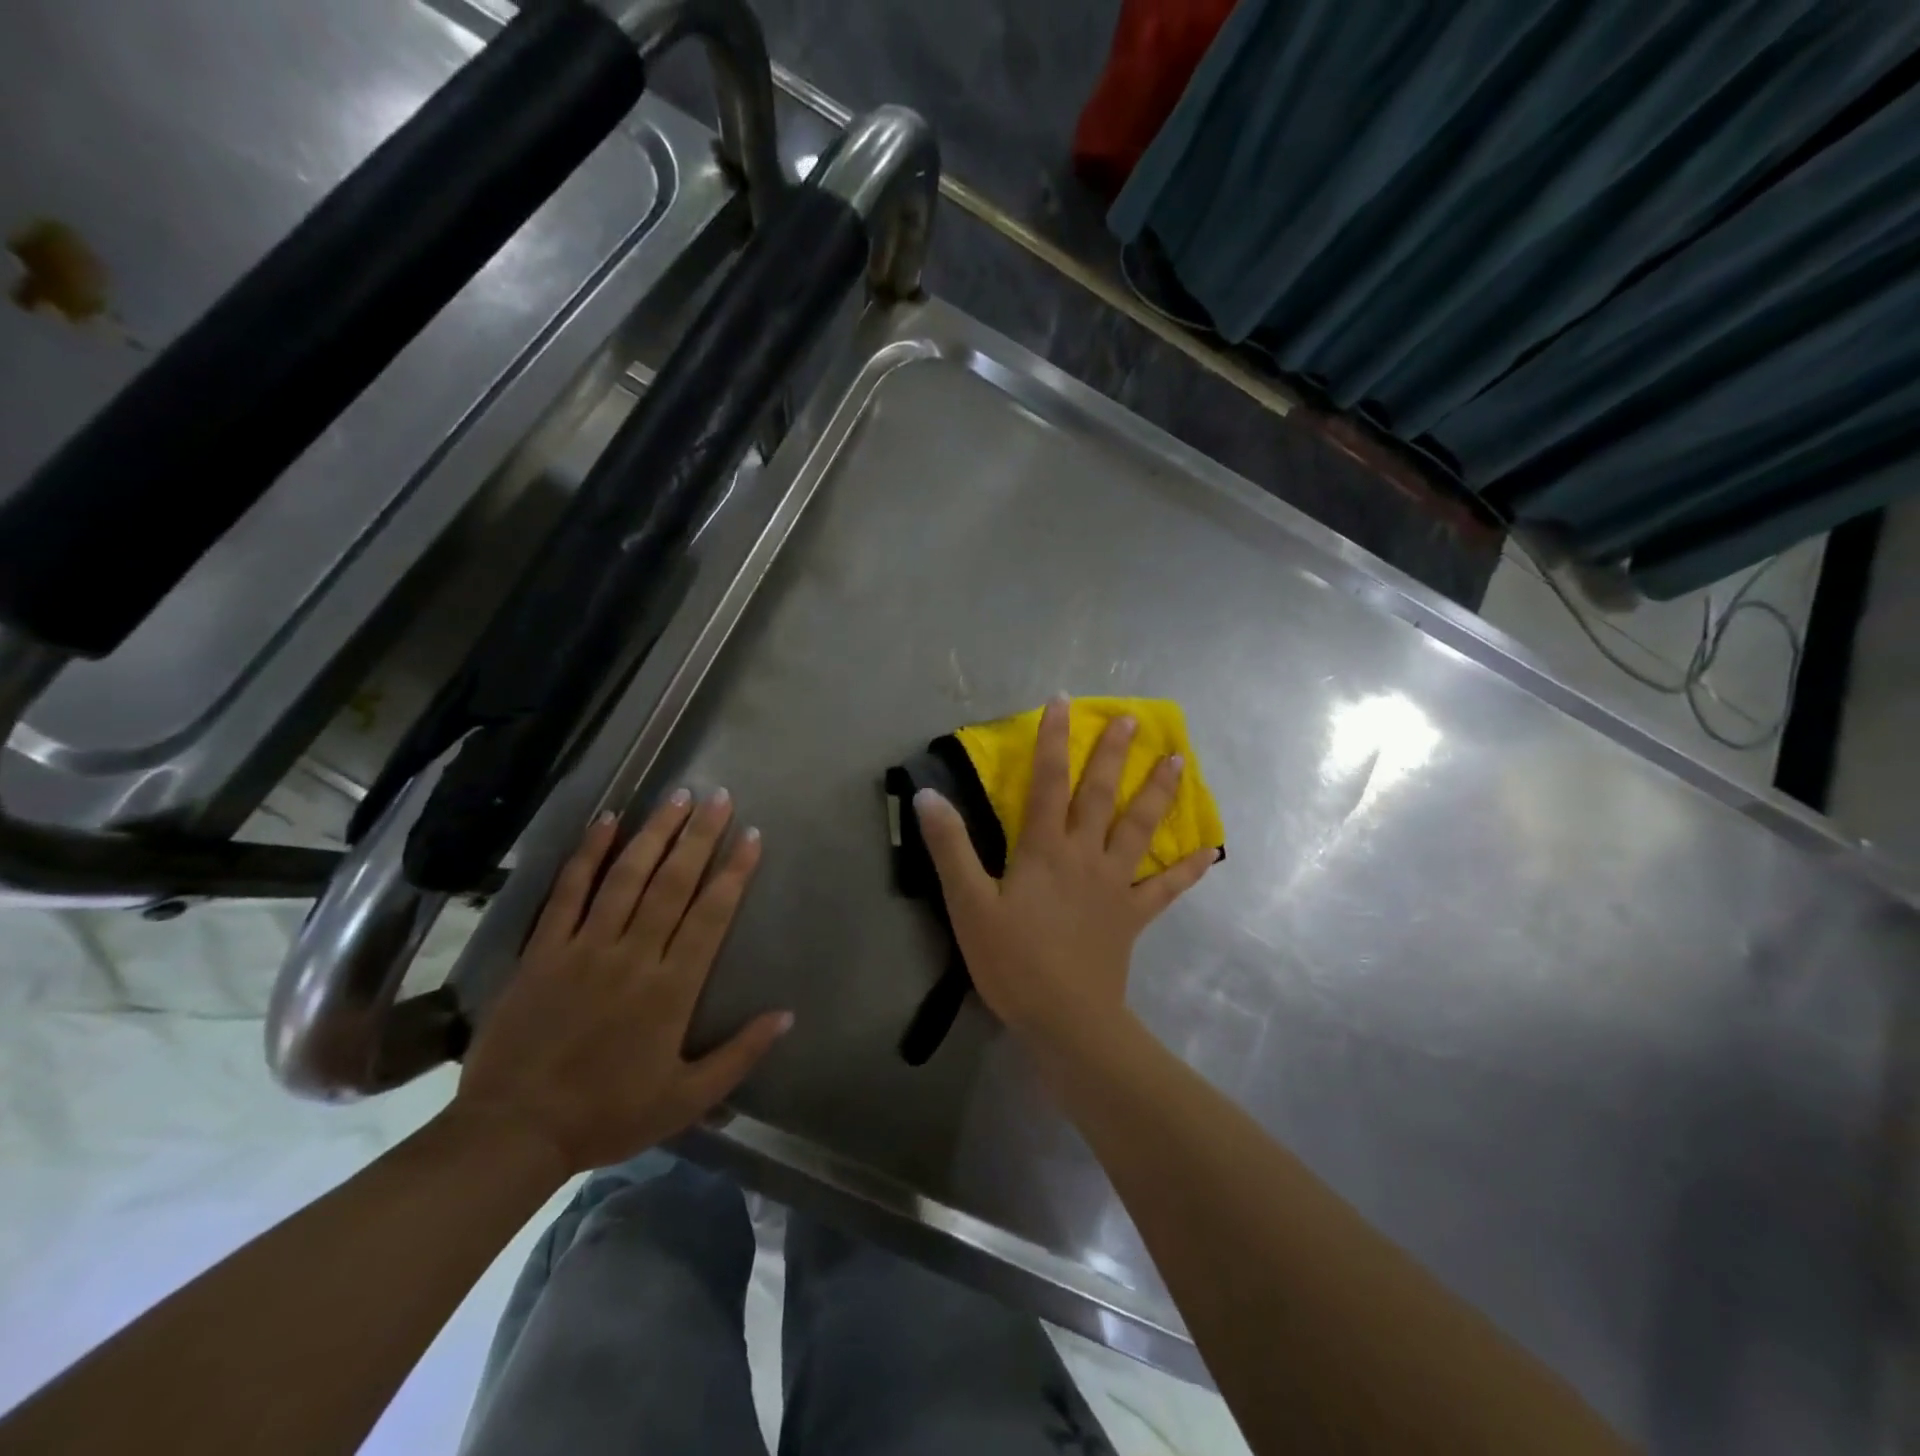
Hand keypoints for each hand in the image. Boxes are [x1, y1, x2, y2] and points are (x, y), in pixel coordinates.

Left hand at [452, 790, 790, 1177]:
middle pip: (672, 883)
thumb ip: (739, 1055)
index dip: (734, 872)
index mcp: (671, 988)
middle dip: (699, 836)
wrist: (514, 1133)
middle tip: (719, 797)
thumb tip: (787, 1015)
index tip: (751, 835)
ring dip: (654, 833)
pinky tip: (606, 821)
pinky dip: (587, 854)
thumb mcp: (687, 1099)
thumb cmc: (608, 1115)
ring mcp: (584, 947)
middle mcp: (632, 955)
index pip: (711, 915)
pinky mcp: (543, 950)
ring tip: (677, 797)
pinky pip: (568, 892)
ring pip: (626, 877)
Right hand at [913, 694, 1215, 1048]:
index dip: (1054, 740)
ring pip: (1140, 828)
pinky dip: (1188, 869)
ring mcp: (1115, 884)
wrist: (1064, 1018)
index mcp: (1044, 848)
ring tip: (1178, 760)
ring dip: (1158, 792)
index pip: (1048, 782)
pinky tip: (1210, 851)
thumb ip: (950, 847)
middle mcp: (1085, 855)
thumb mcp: (967, 903)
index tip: (1063, 702)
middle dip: (1113, 754)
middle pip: (1101, 795)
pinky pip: (1165, 887)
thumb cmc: (1011, 960)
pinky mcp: (1132, 915)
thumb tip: (927, 795)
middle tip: (1133, 720)